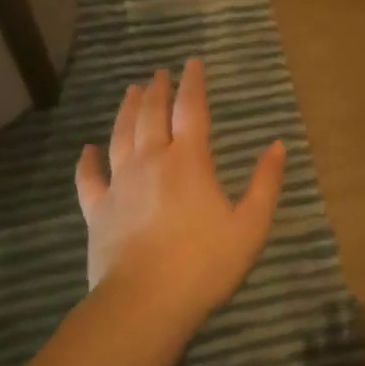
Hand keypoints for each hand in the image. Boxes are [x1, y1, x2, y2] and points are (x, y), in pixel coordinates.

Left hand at [75, 60, 285, 326]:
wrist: (144, 303)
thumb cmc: (205, 264)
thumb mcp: (251, 225)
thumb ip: (265, 183)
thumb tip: (278, 145)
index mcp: (189, 161)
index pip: (191, 110)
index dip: (193, 83)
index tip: (192, 62)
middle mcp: (151, 162)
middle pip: (152, 116)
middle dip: (157, 90)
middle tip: (159, 73)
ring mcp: (120, 185)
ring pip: (120, 136)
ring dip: (127, 111)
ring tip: (131, 92)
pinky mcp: (98, 211)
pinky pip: (89, 178)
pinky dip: (87, 161)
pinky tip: (86, 149)